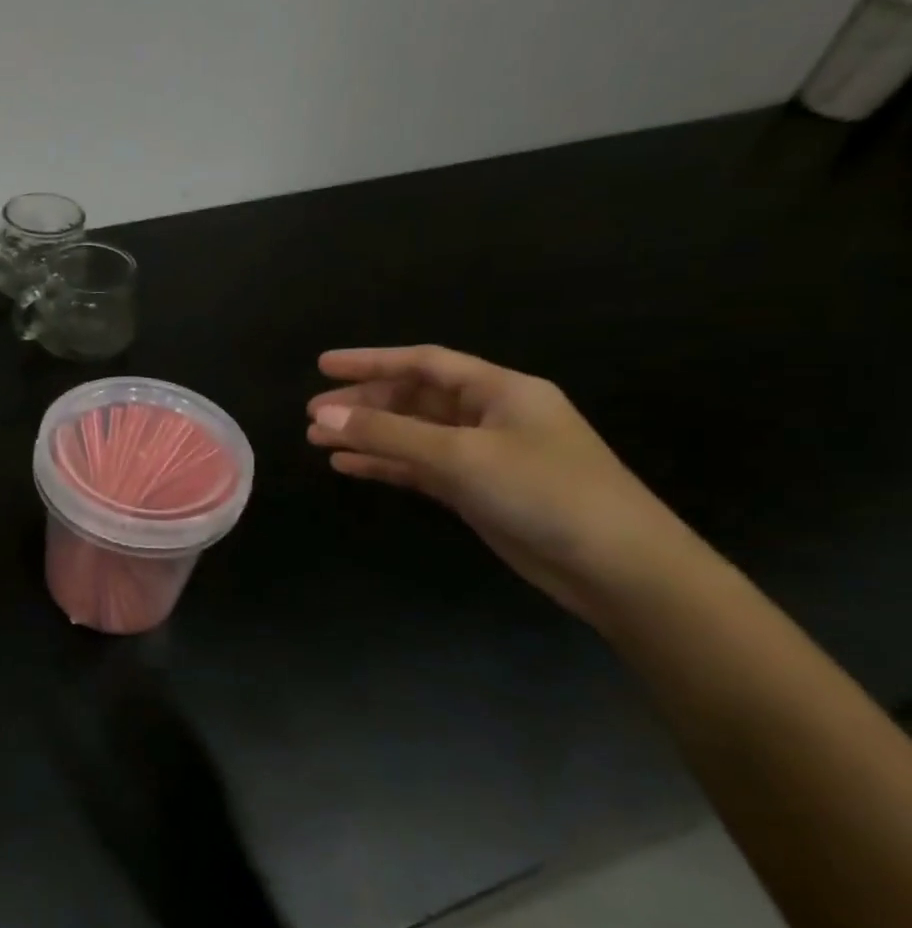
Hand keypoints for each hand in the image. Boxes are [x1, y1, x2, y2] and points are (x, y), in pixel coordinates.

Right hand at [306, 345, 692, 621]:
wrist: (615, 565)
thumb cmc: (544, 492)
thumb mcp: (460, 456)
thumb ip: (388, 434)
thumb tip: (324, 415)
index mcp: (500, 391)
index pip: (424, 363)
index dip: (371, 361)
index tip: (322, 365)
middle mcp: (490, 415)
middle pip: (414, 398)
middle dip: (363, 403)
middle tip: (312, 413)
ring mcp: (483, 454)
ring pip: (411, 434)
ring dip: (367, 435)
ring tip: (317, 440)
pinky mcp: (477, 490)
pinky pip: (419, 467)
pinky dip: (384, 465)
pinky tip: (348, 466)